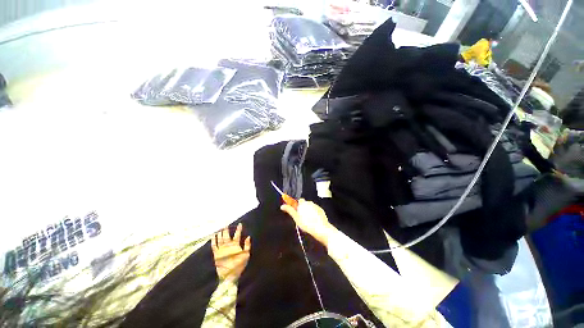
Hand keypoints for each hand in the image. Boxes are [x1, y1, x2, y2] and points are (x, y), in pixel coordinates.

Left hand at [211, 223, 250, 281]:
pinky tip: (213, 236)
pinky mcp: (216, 254)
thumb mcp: (246, 255)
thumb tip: (248, 236)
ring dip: (220, 233)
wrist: (229, 276)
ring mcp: (221, 250)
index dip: (239, 229)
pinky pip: (214, 246)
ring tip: (220, 228)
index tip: (240, 224)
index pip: (237, 234)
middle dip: (226, 229)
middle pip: (226, 235)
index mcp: (235, 245)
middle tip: (226, 224)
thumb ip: (247, 245)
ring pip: (220, 239)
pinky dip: (213, 240)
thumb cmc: (239, 265)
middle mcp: (227, 246)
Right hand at [280, 199, 336, 247]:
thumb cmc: (307, 224)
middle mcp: (310, 202)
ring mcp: (317, 206)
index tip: (297, 212)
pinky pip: (316, 210)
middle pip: (305, 204)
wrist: (321, 229)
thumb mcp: (296, 218)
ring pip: (311, 207)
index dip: (298, 206)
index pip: (299, 201)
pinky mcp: (321, 211)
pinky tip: (314, 221)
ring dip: (309, 211)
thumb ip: (290, 210)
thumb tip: (282, 206)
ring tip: (308, 221)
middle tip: (302, 218)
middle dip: (303, 209)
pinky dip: (314, 214)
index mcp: (303, 203)